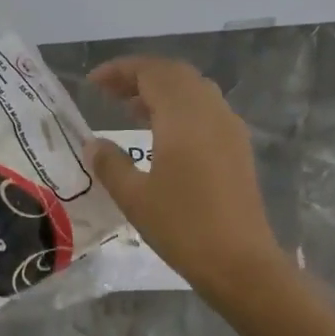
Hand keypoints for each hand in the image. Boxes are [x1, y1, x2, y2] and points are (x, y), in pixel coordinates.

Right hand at [85, 55, 285, 293]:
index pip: (150, 72)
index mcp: (183, 115)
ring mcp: (229, 128)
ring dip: (161, 90)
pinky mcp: (237, 147)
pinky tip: (162, 134)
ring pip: (193, 89)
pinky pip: (206, 109)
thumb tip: (93, 144)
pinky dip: (180, 107)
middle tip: (109, 92)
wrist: (241, 264)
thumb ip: (110, 164)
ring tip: (130, 109)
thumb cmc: (183, 227)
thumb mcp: (134, 197)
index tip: (93, 83)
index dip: (120, 71)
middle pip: (174, 74)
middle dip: (139, 75)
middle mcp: (210, 111)